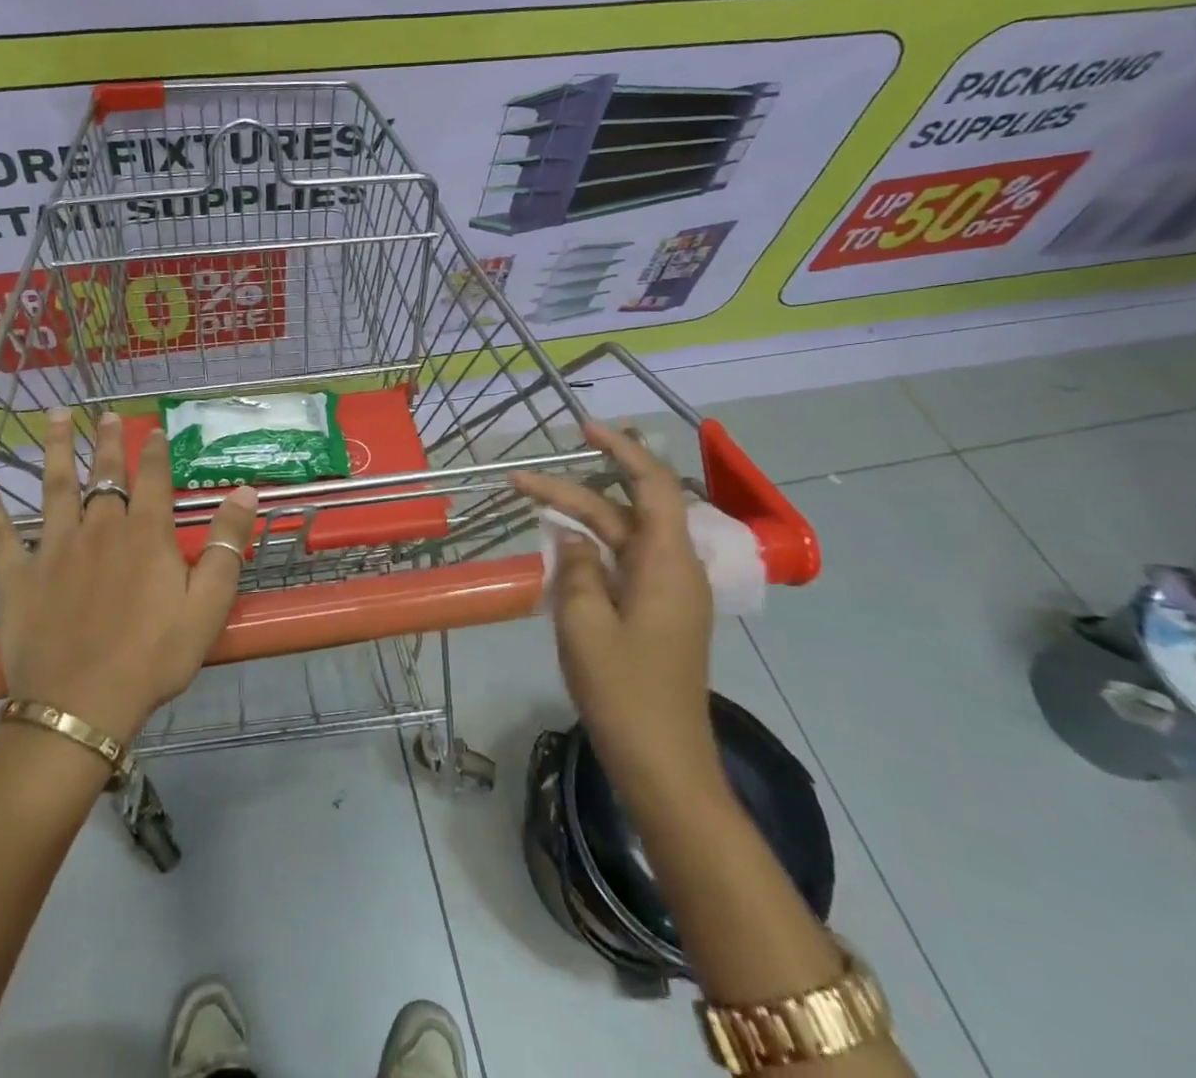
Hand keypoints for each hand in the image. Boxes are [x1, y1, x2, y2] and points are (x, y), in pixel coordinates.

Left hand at [0, 408, 258, 745]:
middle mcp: (99, 528)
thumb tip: (246, 490)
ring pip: (55, 488)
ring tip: (56, 417)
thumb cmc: (153, 657)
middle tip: (105, 414)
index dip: (155, 451)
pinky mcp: (18, 577)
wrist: (81, 705)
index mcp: (144, 534)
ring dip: (55, 450)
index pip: (153, 479)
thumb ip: (226, 545)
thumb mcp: (208, 605)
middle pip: (104, 475)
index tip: (154, 429)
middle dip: (107, 442)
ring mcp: (54, 549)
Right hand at [513, 422, 722, 788]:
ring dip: (580, 520)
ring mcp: (668, 593)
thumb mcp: (584, 623)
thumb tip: (571, 536)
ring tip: (532, 506)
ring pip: (621, 538)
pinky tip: (559, 552)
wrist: (664, 766)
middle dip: (575, 490)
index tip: (583, 428)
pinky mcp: (657, 614)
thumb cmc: (625, 692)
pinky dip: (590, 551)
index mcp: (668, 563)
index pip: (652, 484)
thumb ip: (575, 567)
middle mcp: (675, 569)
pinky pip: (622, 566)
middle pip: (626, 511)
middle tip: (521, 480)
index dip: (621, 449)